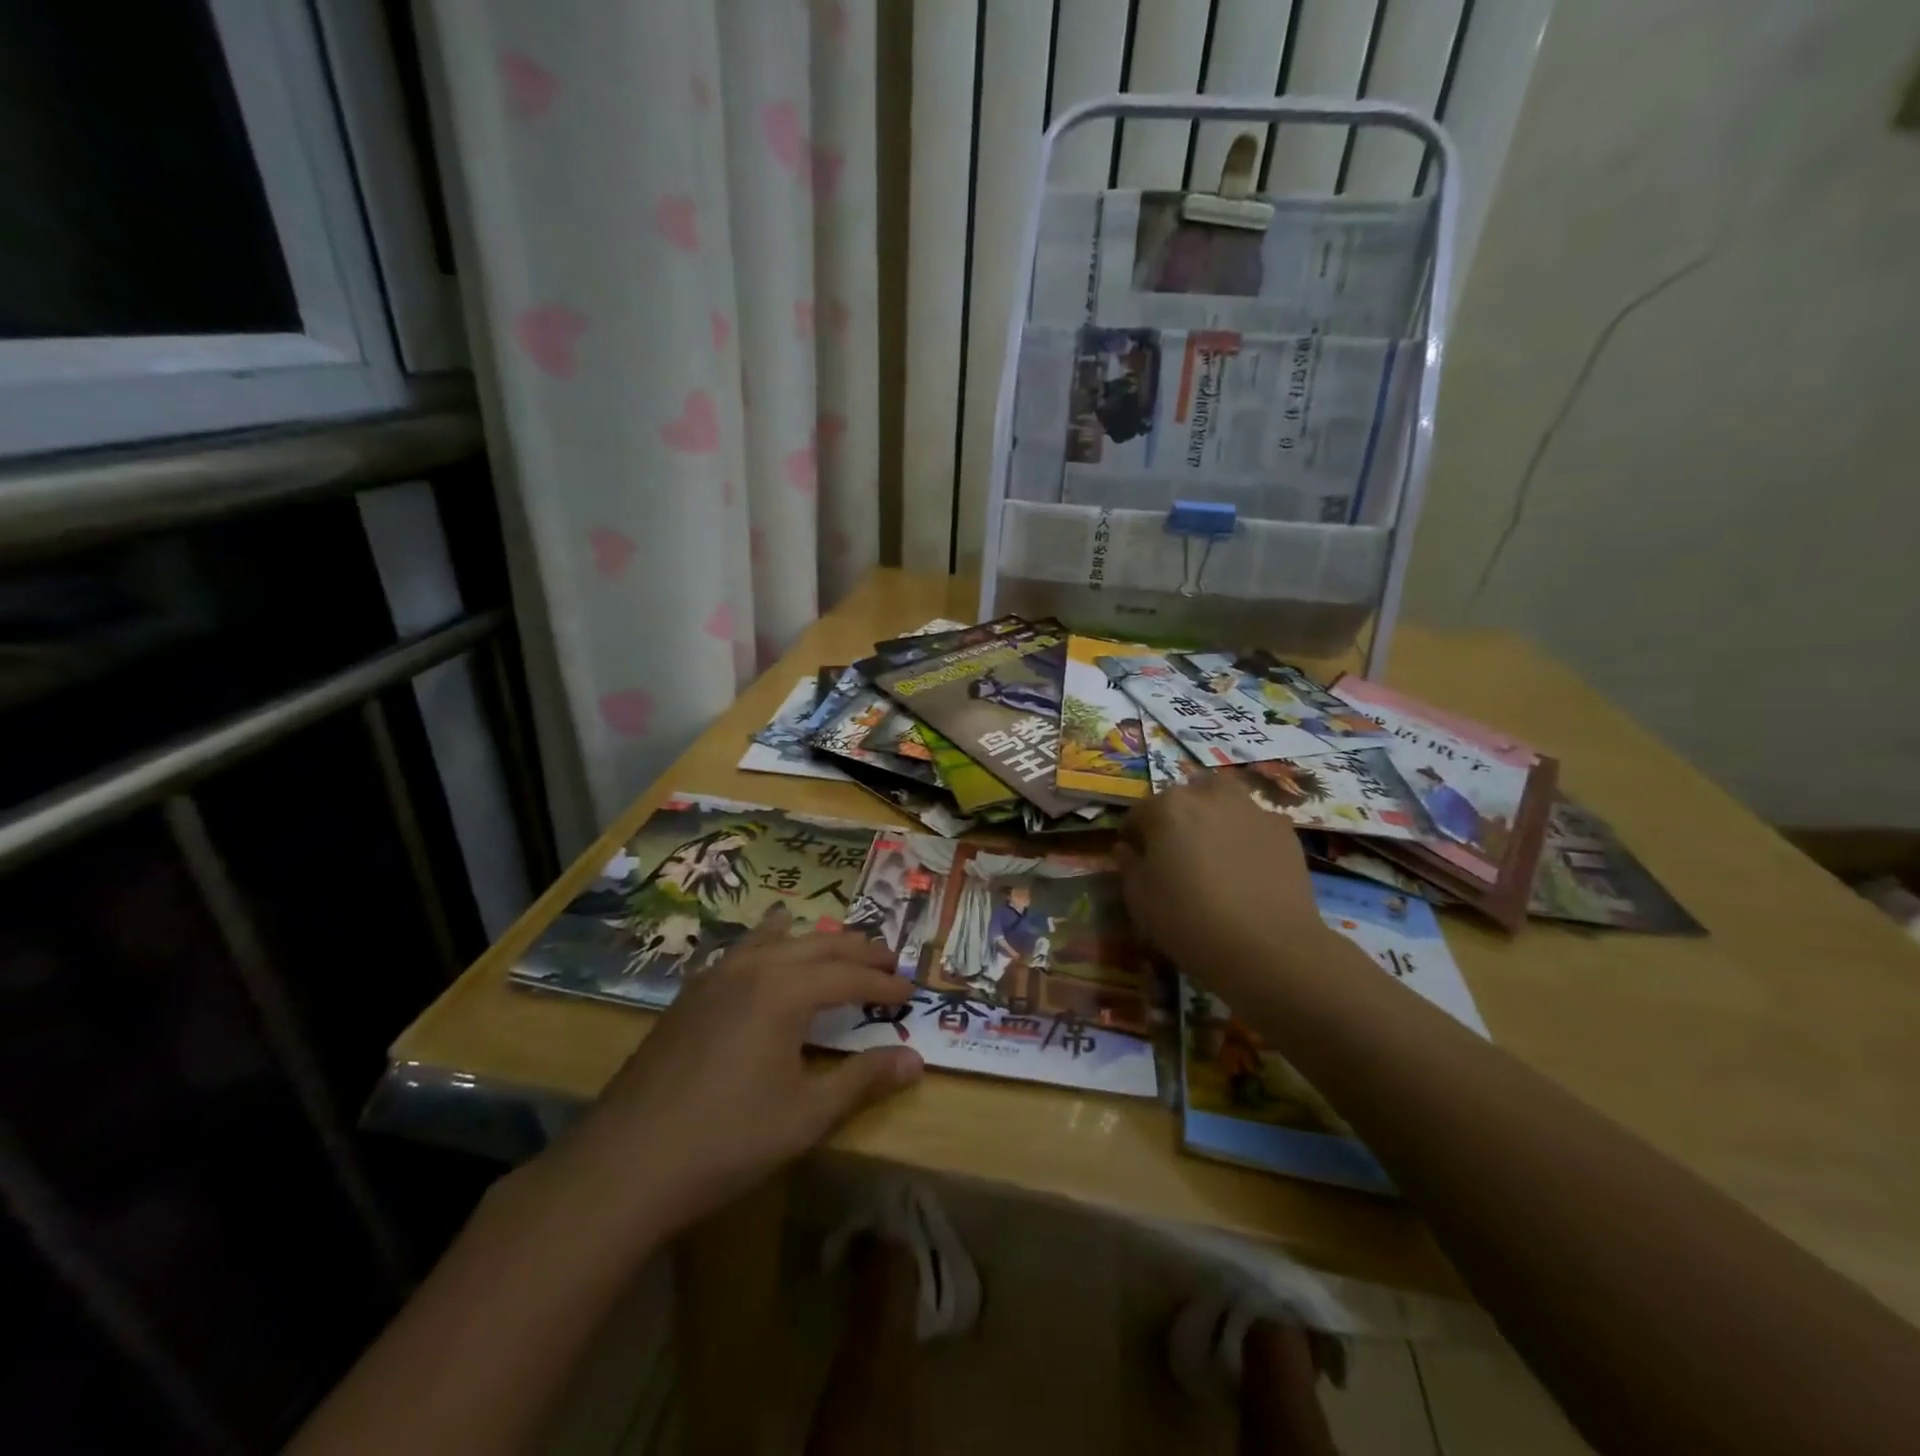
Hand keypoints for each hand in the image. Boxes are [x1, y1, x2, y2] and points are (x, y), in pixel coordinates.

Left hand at [533, 908, 923, 1245]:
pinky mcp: (690, 994)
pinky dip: (771, 943)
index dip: (883, 985)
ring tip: (838, 947)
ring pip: (777, 939)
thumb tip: (916, 1059)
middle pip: (818, 945)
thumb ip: (863, 1080)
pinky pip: (743, 950)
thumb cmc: (727, 1140)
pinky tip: (769, 950)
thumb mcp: (806, 1116)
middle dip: (857, 952)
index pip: (849, 977)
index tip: (910, 993)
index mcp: (785, 991)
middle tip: (887, 961)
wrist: (626, 1163)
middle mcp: (753, 969)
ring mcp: (715, 977)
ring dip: (815, 942)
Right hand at [1116, 773, 1340, 1002]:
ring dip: (1212, 819)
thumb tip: (1127, 849)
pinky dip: (1245, 838)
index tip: (1137, 861)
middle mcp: (1208, 796)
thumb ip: (1129, 866)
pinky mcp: (1284, 830)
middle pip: (1184, 798)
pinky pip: (1253, 825)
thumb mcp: (1140, 901)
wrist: (1269, 949)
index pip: (1138, 813)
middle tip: (1177, 856)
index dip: (1134, 838)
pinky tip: (1247, 870)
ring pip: (1223, 803)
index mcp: (1167, 808)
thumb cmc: (1190, 922)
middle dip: (1175, 819)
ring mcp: (1251, 810)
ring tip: (1214, 856)